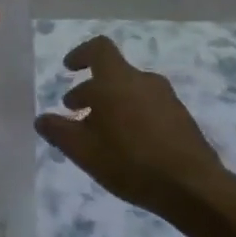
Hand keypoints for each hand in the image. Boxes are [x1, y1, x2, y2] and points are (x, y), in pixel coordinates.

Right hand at [36, 35, 232, 220]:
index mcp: (117, 80)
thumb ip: (59, 131)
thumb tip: (41, 120)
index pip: (98, 49)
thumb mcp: (83, 151)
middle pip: (112, 74)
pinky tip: (127, 147)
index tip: (69, 69)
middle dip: (91, 91)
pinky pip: (148, 107)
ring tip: (100, 135)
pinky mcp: (182, 118)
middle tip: (75, 113)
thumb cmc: (130, 161)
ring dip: (111, 105)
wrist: (193, 187)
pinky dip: (132, 117)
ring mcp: (167, 99)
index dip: (81, 54)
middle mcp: (143, 81)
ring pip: (130, 92)